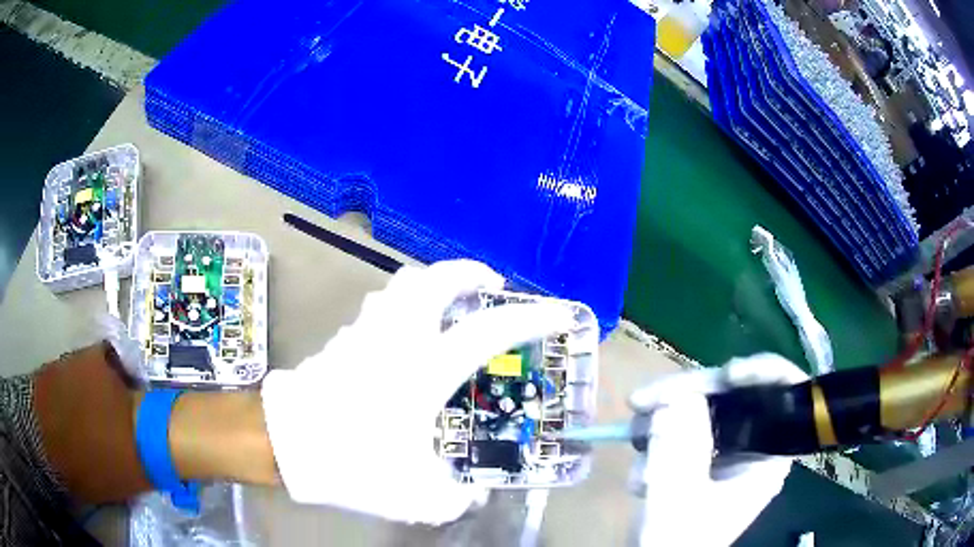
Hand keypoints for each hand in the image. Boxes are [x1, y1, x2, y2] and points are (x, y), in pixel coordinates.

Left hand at [260, 260, 573, 523]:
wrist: (285, 443)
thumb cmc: (352, 461)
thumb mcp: (416, 495)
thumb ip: (454, 497)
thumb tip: (469, 494)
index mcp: (423, 369)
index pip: (489, 329)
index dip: (531, 317)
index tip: (558, 311)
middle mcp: (396, 338)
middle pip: (433, 278)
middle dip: (468, 273)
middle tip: (489, 286)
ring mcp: (364, 333)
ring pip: (401, 285)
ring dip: (432, 285)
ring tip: (449, 306)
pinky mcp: (342, 339)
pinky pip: (380, 307)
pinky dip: (402, 306)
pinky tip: (406, 336)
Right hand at [628, 354, 807, 545]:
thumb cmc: (679, 542)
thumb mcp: (678, 499)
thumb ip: (679, 449)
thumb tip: (677, 397)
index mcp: (769, 455)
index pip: (783, 393)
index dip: (761, 371)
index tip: (726, 375)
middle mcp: (752, 448)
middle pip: (732, 396)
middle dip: (686, 397)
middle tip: (640, 402)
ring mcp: (725, 454)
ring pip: (700, 412)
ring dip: (662, 424)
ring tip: (633, 447)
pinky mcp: (701, 461)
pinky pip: (681, 433)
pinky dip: (656, 445)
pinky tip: (640, 475)